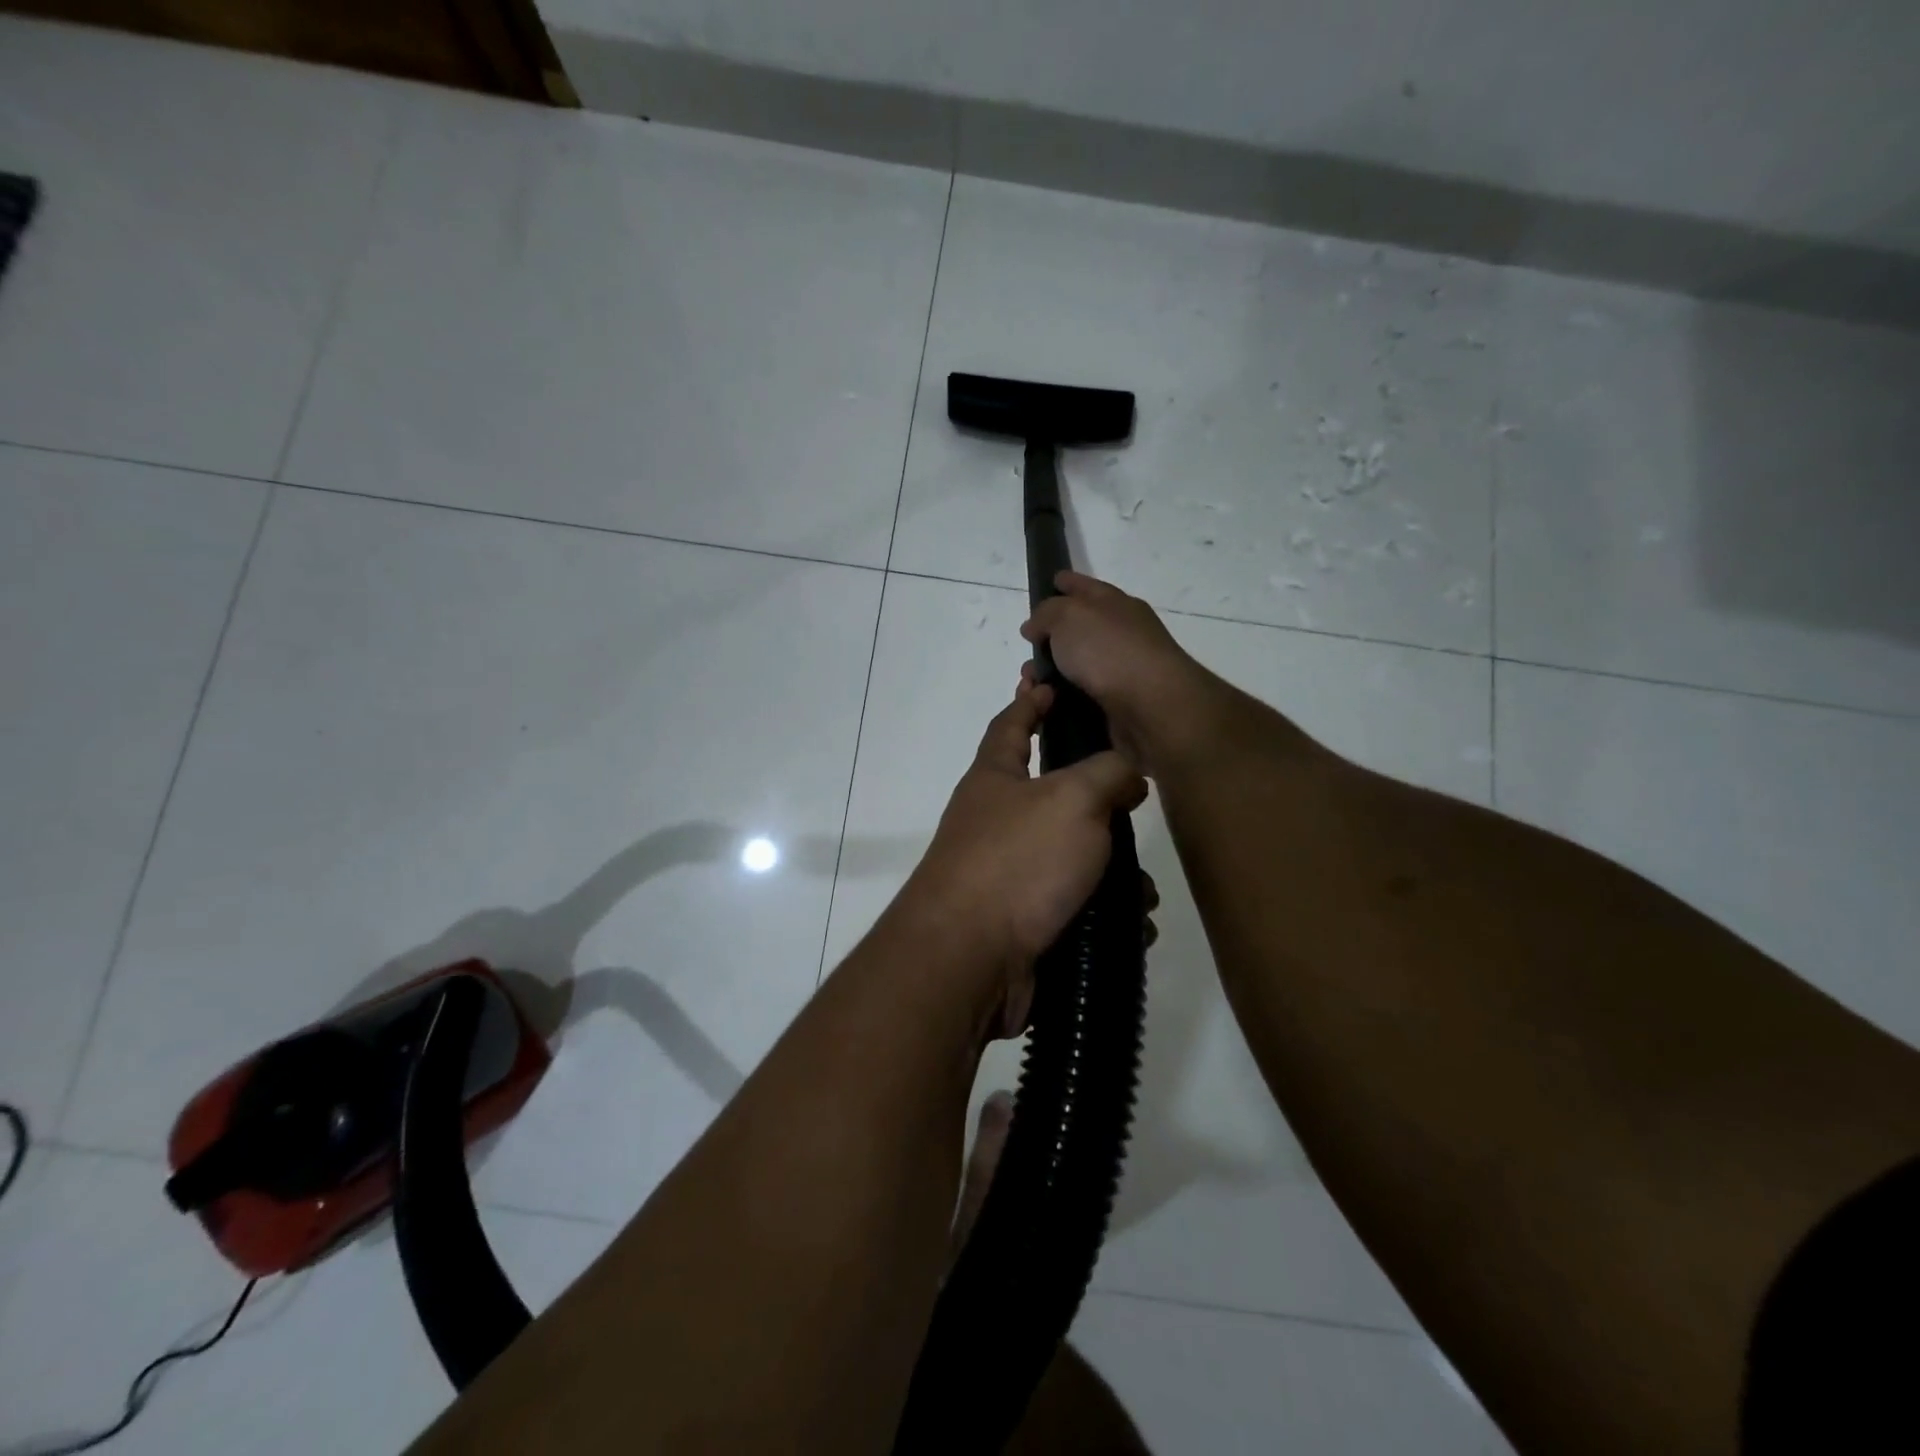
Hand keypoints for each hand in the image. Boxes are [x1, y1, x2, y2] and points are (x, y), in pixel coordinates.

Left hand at [902, 676, 1147, 1034]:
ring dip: (1114, 873)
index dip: (1030, 700)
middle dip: (1097, 803)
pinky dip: (1105, 914)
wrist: (970, 959)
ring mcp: (1007, 875)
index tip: (1047, 681)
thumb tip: (1127, 775)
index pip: (1010, 724)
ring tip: (1143, 890)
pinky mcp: (1023, 923)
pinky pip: (1076, 908)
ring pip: (1074, 860)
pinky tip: (1132, 926)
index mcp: (994, 779)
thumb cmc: (1017, 861)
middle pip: (1052, 797)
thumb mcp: (1072, 799)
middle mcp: (995, 822)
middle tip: (1136, 805)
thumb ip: (1108, 773)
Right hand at [1020, 572, 1219, 774]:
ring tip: (1029, 688)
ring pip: (1075, 670)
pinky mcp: (1118, 707)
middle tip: (1026, 654)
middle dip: (1048, 641)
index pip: (1086, 587)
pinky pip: (1079, 699)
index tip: (1050, 583)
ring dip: (1050, 677)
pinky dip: (1060, 702)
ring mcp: (1122, 672)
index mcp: (1116, 605)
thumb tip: (1035, 626)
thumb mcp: (1069, 616)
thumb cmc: (1110, 651)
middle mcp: (1122, 635)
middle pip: (1079, 631)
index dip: (1066, 583)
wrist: (1152, 708)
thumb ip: (1046, 614)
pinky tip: (1045, 707)